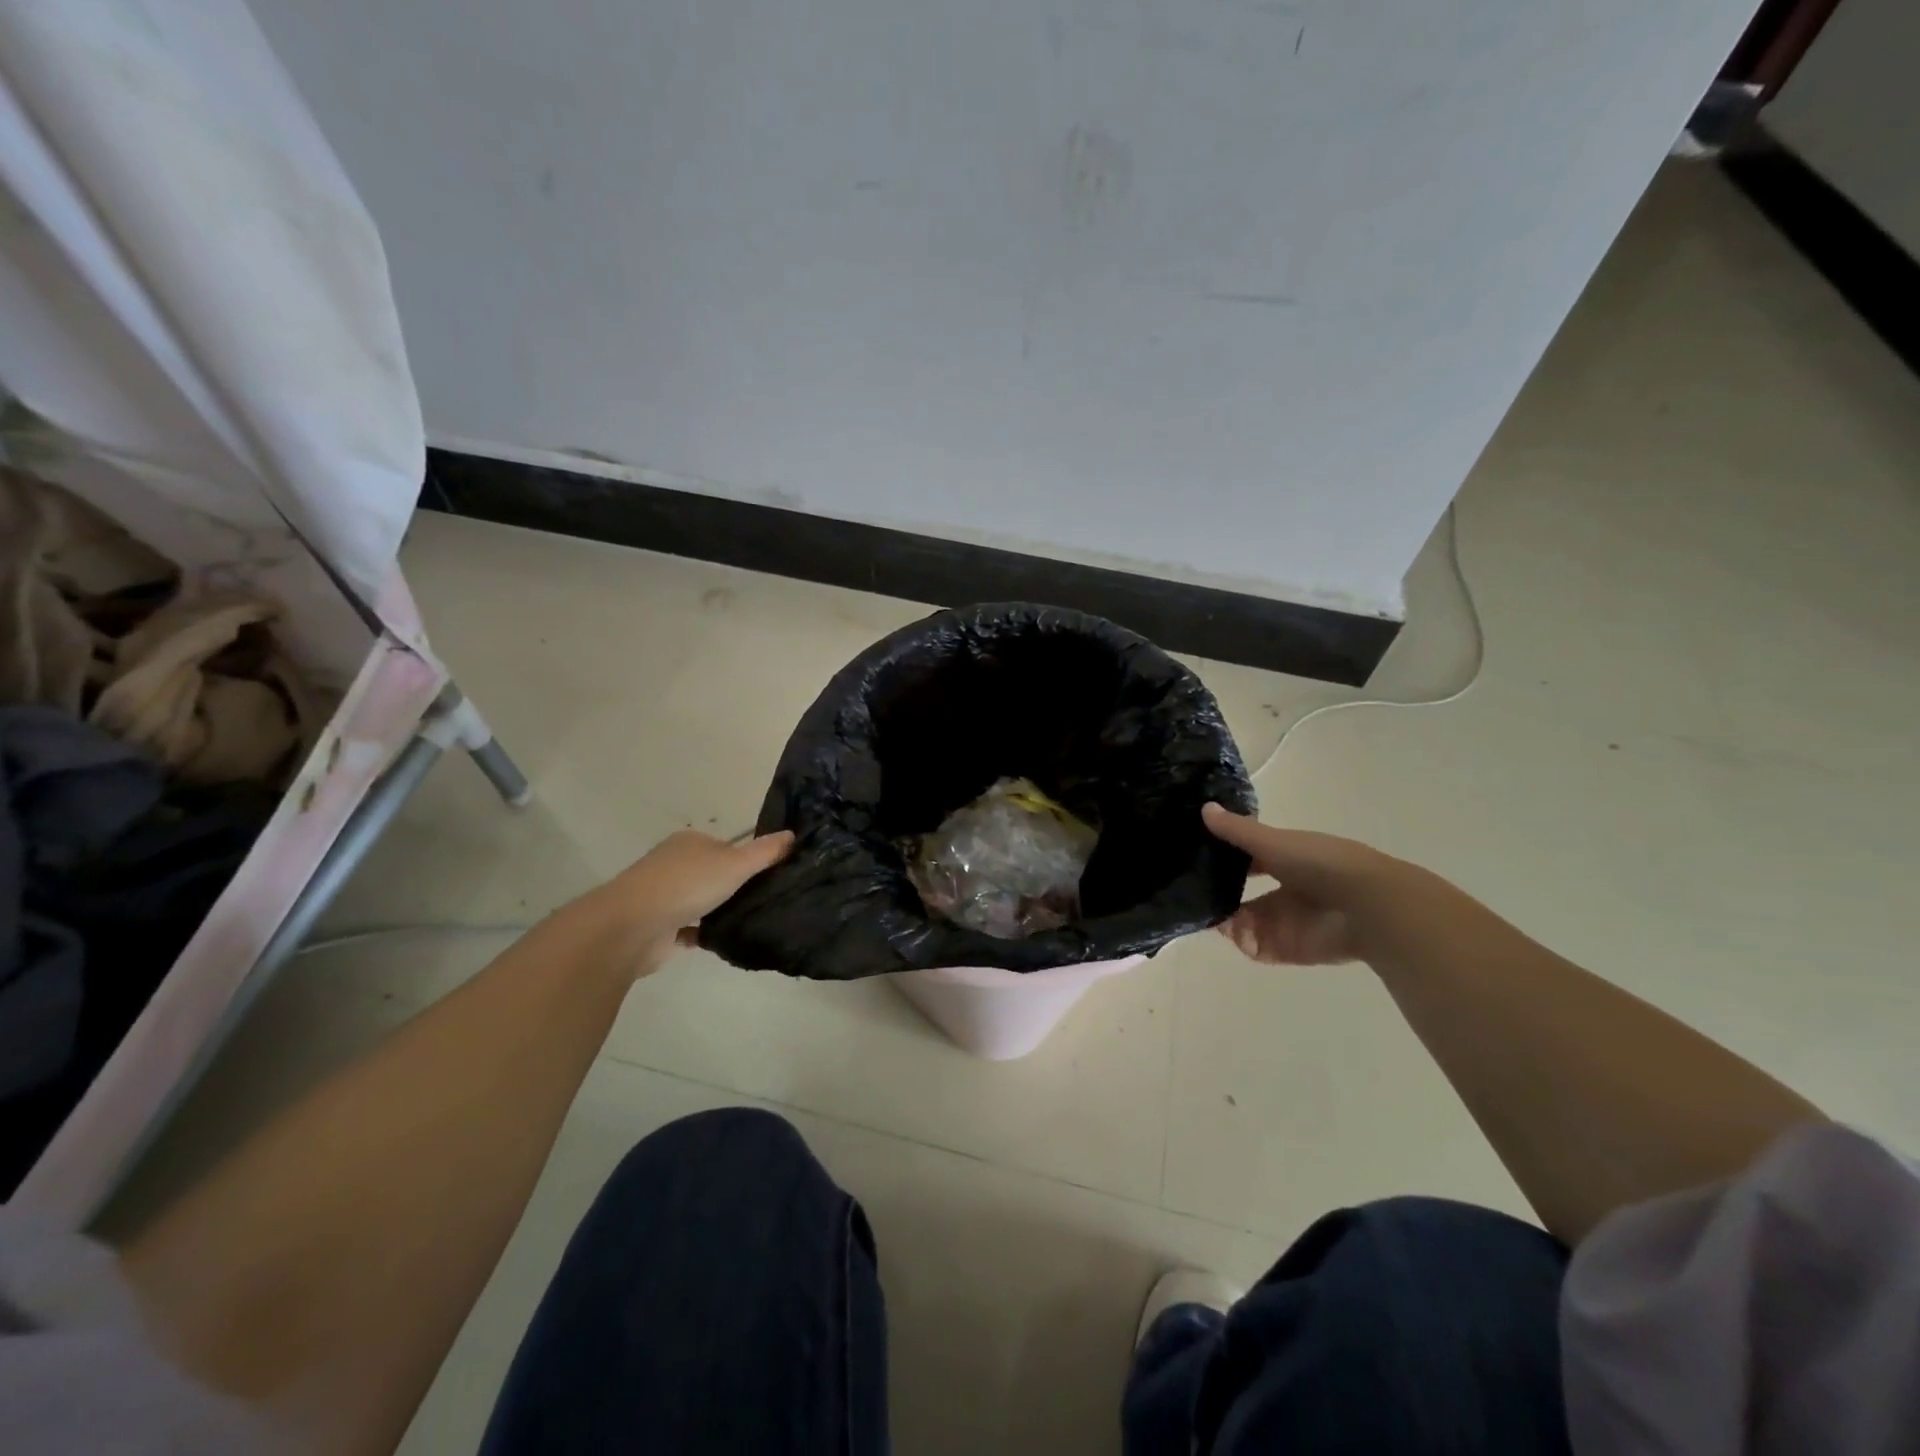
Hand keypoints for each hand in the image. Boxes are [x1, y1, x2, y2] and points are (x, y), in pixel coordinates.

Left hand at [577, 829, 793, 975]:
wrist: (634, 926)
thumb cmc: (687, 884)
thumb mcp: (736, 863)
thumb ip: (765, 851)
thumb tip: (793, 834)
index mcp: (689, 842)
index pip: (724, 846)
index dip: (746, 859)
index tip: (769, 875)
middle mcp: (673, 864)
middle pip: (711, 873)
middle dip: (732, 886)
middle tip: (764, 900)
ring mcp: (662, 896)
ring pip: (699, 901)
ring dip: (717, 911)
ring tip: (750, 921)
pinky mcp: (657, 927)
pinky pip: (688, 929)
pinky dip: (703, 934)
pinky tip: (725, 941)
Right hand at [1202, 803, 1384, 965]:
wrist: (1365, 905)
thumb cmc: (1320, 863)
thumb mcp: (1274, 841)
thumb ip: (1238, 830)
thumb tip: (1204, 808)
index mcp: (1284, 860)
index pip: (1245, 858)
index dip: (1221, 856)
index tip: (1194, 853)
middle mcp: (1282, 890)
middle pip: (1240, 893)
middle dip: (1217, 893)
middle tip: (1192, 889)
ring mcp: (1284, 921)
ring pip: (1242, 921)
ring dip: (1223, 918)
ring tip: (1205, 910)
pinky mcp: (1287, 948)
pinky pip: (1254, 947)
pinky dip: (1239, 940)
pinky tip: (1230, 929)